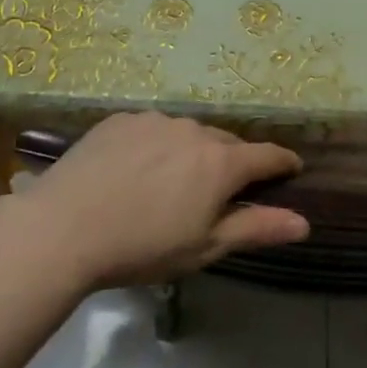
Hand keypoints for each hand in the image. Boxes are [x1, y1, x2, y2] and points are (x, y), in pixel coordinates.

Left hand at [4, 113, 307, 287]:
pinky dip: (156, 146)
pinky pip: (152, 129)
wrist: (61, 229)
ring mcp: (156, 120)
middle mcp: (195, 131)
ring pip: (188, 134)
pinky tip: (135, 170)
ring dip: (192, 152)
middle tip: (220, 191)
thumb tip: (304, 223)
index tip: (291, 170)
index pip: (268, 156)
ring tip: (172, 181)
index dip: (283, 163)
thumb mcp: (205, 247)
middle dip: (232, 163)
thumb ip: (257, 229)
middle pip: (227, 144)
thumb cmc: (142, 247)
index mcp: (222, 163)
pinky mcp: (121, 120)